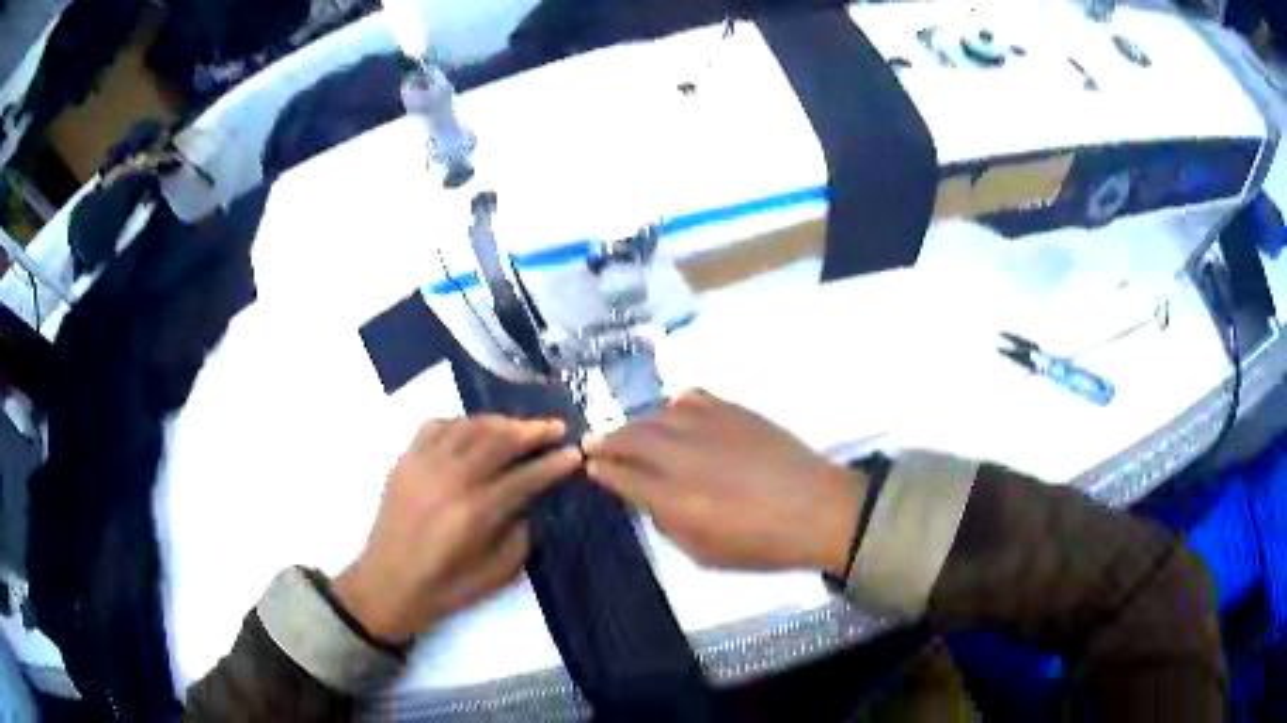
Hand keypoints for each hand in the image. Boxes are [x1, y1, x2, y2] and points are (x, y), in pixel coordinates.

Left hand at [332, 416, 581, 642]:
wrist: (388, 583)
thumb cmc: (446, 586)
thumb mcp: (498, 574)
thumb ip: (521, 535)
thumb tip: (531, 503)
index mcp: (477, 512)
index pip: (526, 476)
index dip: (554, 464)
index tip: (575, 454)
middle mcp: (452, 478)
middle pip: (500, 439)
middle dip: (534, 431)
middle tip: (556, 427)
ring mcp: (424, 463)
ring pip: (470, 425)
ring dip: (501, 422)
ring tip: (520, 426)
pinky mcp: (405, 459)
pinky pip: (437, 425)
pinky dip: (461, 422)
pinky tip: (474, 431)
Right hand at [584, 390, 862, 575]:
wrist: (817, 509)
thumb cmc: (762, 543)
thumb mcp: (705, 553)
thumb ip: (668, 523)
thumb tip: (646, 498)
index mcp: (676, 500)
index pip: (623, 477)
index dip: (602, 470)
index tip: (590, 466)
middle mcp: (685, 458)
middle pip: (632, 438)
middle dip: (607, 440)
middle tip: (594, 442)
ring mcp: (710, 428)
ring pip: (657, 414)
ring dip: (636, 422)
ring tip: (631, 431)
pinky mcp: (734, 411)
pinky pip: (692, 397)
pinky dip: (674, 405)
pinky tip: (674, 413)